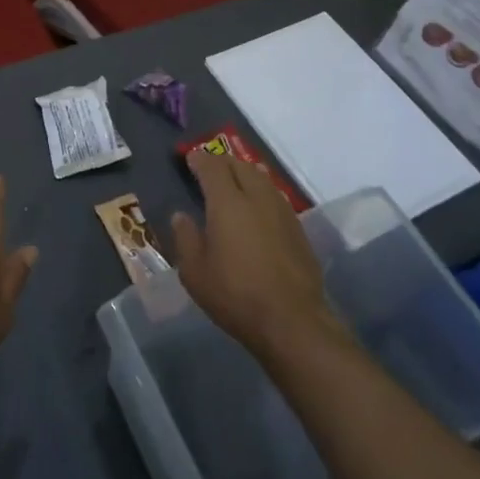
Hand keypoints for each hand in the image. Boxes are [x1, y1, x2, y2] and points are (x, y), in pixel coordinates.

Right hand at [171, 150, 340, 360]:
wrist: (292, 320)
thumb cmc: (235, 294)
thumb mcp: (195, 272)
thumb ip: (186, 238)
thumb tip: (181, 216)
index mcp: (227, 202)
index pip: (212, 167)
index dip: (200, 159)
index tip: (190, 158)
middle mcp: (257, 197)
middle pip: (240, 166)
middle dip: (223, 162)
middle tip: (210, 167)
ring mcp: (282, 212)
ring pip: (262, 178)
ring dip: (246, 173)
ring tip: (236, 178)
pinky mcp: (298, 229)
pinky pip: (276, 197)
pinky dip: (262, 191)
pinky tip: (259, 205)